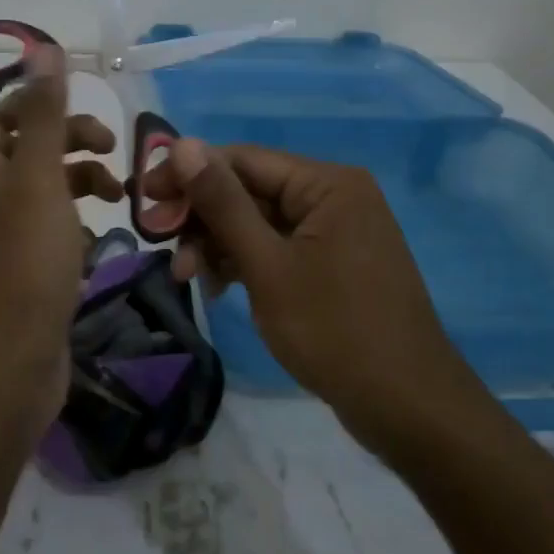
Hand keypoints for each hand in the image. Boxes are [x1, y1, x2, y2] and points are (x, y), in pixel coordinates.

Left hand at [0, 46, 122, 436]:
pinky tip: (98, 237)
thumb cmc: (26, 262)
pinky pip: (47, 229)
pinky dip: (74, 223)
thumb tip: (44, 48)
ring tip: (119, 198)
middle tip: (112, 147)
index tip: (82, 112)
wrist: (8, 364)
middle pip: (22, 148)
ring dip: (79, 181)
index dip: (36, 104)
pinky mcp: (19, 271)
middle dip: (68, 141)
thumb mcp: (38, 178)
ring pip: (41, 190)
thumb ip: (42, 115)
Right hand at [148, 140, 491, 453]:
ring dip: (220, 244)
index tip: (144, 199)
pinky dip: (246, 262)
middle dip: (203, 218)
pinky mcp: (333, 262)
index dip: (189, 175)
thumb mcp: (267, 265)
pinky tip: (220, 288)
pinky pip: (278, 246)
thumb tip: (183, 144)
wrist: (410, 409)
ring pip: (260, 221)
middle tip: (161, 245)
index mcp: (326, 183)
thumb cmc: (335, 330)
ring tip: (190, 279)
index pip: (242, 159)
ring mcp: (336, 230)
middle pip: (249, 190)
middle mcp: (334, 195)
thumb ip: (223, 203)